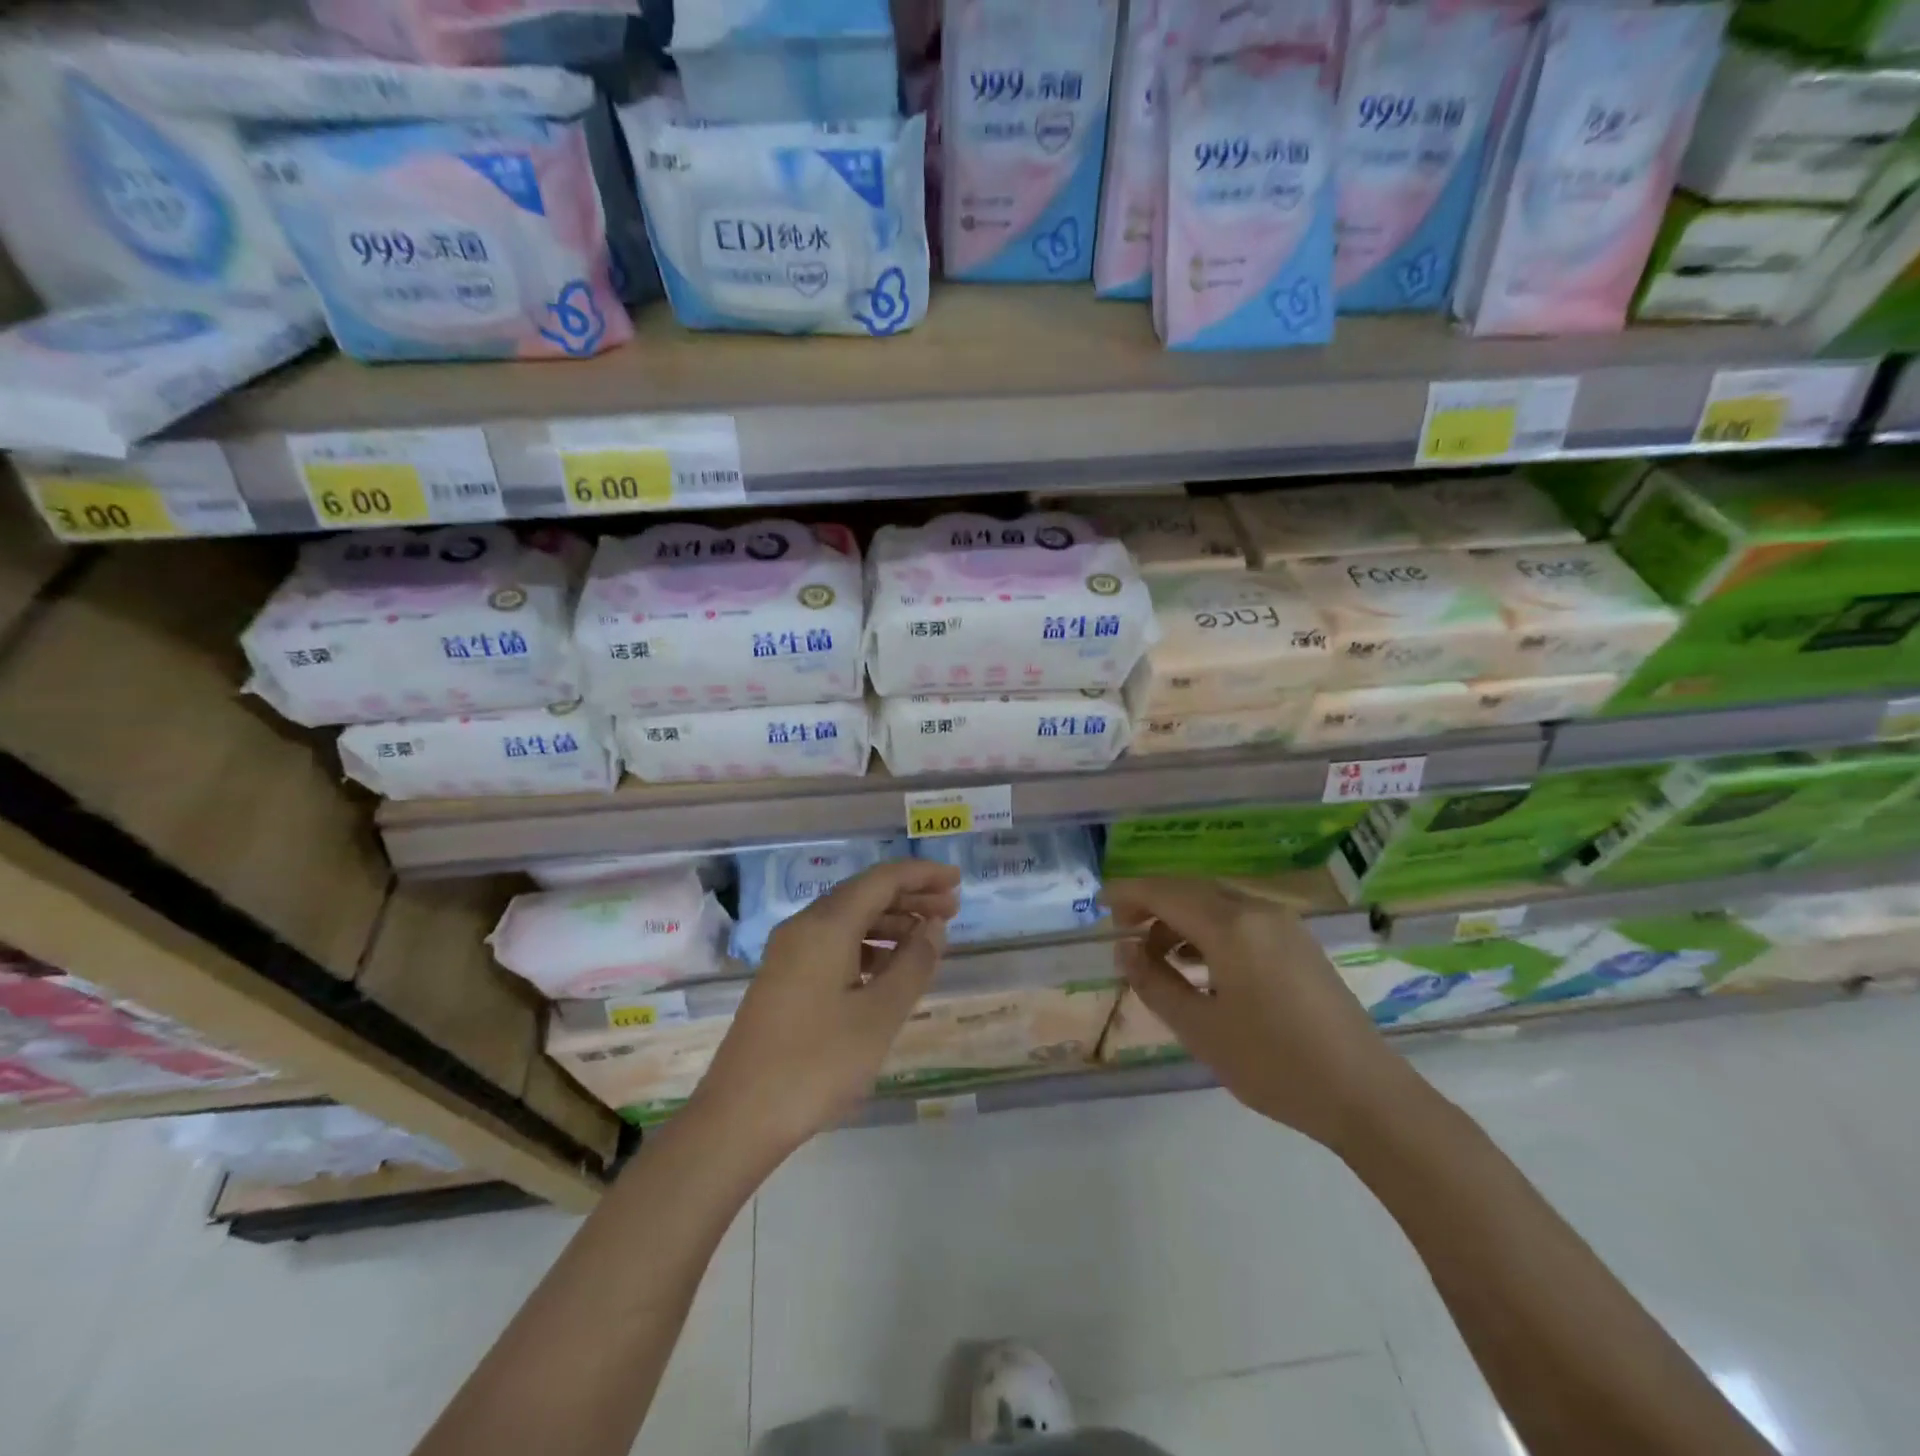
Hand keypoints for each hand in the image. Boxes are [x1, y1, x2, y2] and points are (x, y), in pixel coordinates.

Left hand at [692, 859, 961, 1156]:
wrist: (739, 1117)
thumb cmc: (817, 1063)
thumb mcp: (879, 1015)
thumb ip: (913, 963)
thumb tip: (933, 926)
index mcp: (826, 925)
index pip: (882, 879)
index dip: (923, 874)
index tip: (957, 880)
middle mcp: (804, 927)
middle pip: (864, 894)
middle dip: (910, 897)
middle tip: (952, 909)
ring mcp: (789, 953)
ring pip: (848, 920)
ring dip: (890, 922)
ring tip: (928, 939)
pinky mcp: (783, 979)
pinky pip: (833, 944)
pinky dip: (867, 946)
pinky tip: (888, 969)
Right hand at [1105, 878, 1418, 1151]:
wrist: (1366, 1096)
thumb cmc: (1275, 1064)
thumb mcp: (1201, 1030)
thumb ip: (1155, 983)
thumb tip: (1124, 950)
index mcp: (1231, 926)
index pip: (1165, 892)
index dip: (1129, 893)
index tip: (1100, 906)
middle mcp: (1258, 911)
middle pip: (1191, 889)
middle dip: (1153, 903)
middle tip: (1124, 932)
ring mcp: (1284, 925)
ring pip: (1217, 902)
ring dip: (1181, 918)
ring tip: (1158, 956)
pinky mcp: (1299, 943)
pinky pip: (1241, 918)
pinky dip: (1209, 929)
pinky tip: (1200, 964)